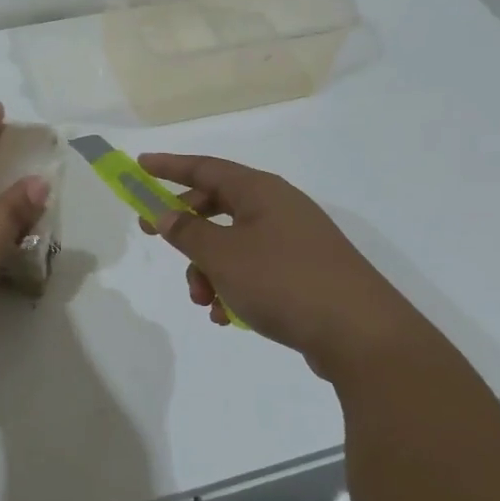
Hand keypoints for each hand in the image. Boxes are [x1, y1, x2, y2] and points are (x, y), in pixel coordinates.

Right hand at [137, 153, 434, 377]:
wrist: (359, 334)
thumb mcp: (222, 255)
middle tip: (154, 238)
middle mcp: (279, 208)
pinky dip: (234, 288)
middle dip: (186, 230)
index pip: (205, 167)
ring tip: (205, 302)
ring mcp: (295, 242)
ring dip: (208, 270)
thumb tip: (166, 214)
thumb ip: (187, 232)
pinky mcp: (304, 274)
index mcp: (261, 191)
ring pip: (233, 245)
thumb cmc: (282, 281)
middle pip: (217, 206)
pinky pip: (255, 271)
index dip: (169, 166)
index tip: (139, 166)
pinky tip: (228, 317)